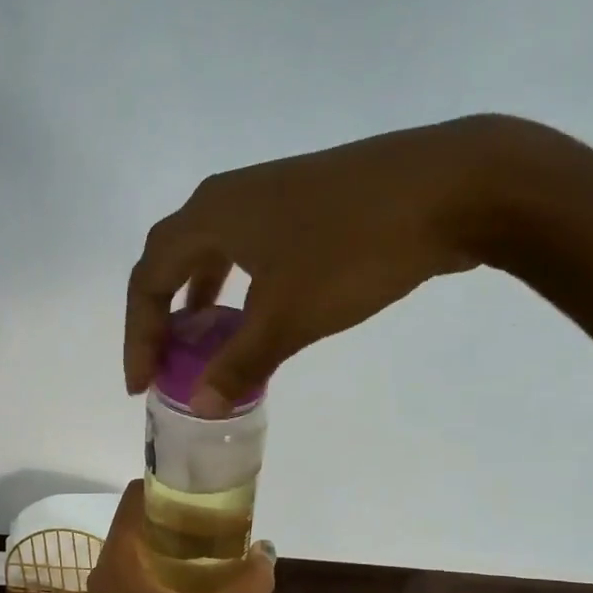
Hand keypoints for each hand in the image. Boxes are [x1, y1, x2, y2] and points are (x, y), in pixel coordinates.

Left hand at [83, 481, 275, 592]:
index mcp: (121, 557)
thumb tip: (266, 552)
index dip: (169, 484)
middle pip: (142, 521)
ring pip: (142, 550)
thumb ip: (248, 584)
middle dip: (181, 516)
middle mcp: (107, 567)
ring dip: (177, 546)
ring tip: (218, 551)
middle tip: (222, 521)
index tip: (205, 489)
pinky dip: (168, 569)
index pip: (137, 496)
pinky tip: (200, 588)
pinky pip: (141, 574)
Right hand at [124, 113, 556, 413]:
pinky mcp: (305, 201)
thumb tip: (201, 405)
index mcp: (210, 216)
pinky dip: (235, 286)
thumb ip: (240, 364)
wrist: (454, 187)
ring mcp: (269, 193)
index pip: (148, 280)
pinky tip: (253, 311)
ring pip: (211, 251)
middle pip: (171, 259)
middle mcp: (228, 197)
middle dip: (160, 316)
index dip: (138, 336)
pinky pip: (246, 248)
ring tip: (198, 342)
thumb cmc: (353, 249)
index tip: (141, 386)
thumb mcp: (289, 316)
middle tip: (162, 364)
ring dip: (197, 299)